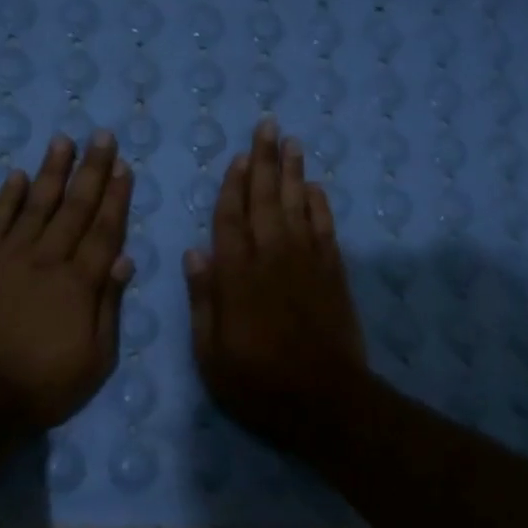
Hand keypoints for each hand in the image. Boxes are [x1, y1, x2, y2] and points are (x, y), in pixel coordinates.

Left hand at [0, 132, 133, 431]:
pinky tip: (17, 175)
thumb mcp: (96, 359)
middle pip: (74, 207)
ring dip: (51, 171)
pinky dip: (6, 197)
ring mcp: (9, 257)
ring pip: (36, 204)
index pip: (104, 230)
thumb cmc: (44, 384)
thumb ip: (109, 306)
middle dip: (91, 170)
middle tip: (101, 136)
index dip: (116, 197)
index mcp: (80, 283)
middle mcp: (48, 259)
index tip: (124, 167)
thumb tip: (125, 260)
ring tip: (63, 141)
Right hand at [184, 117, 369, 454]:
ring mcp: (308, 263)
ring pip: (298, 206)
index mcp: (238, 276)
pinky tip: (316, 188)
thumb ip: (203, 300)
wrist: (326, 401)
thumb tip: (194, 252)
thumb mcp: (211, 353)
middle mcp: (273, 258)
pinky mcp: (333, 274)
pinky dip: (320, 205)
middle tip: (268, 126)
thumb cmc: (258, 383)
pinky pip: (325, 228)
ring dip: (294, 172)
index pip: (231, 219)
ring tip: (291, 142)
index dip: (233, 186)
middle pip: (267, 200)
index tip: (237, 157)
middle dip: (265, 161)